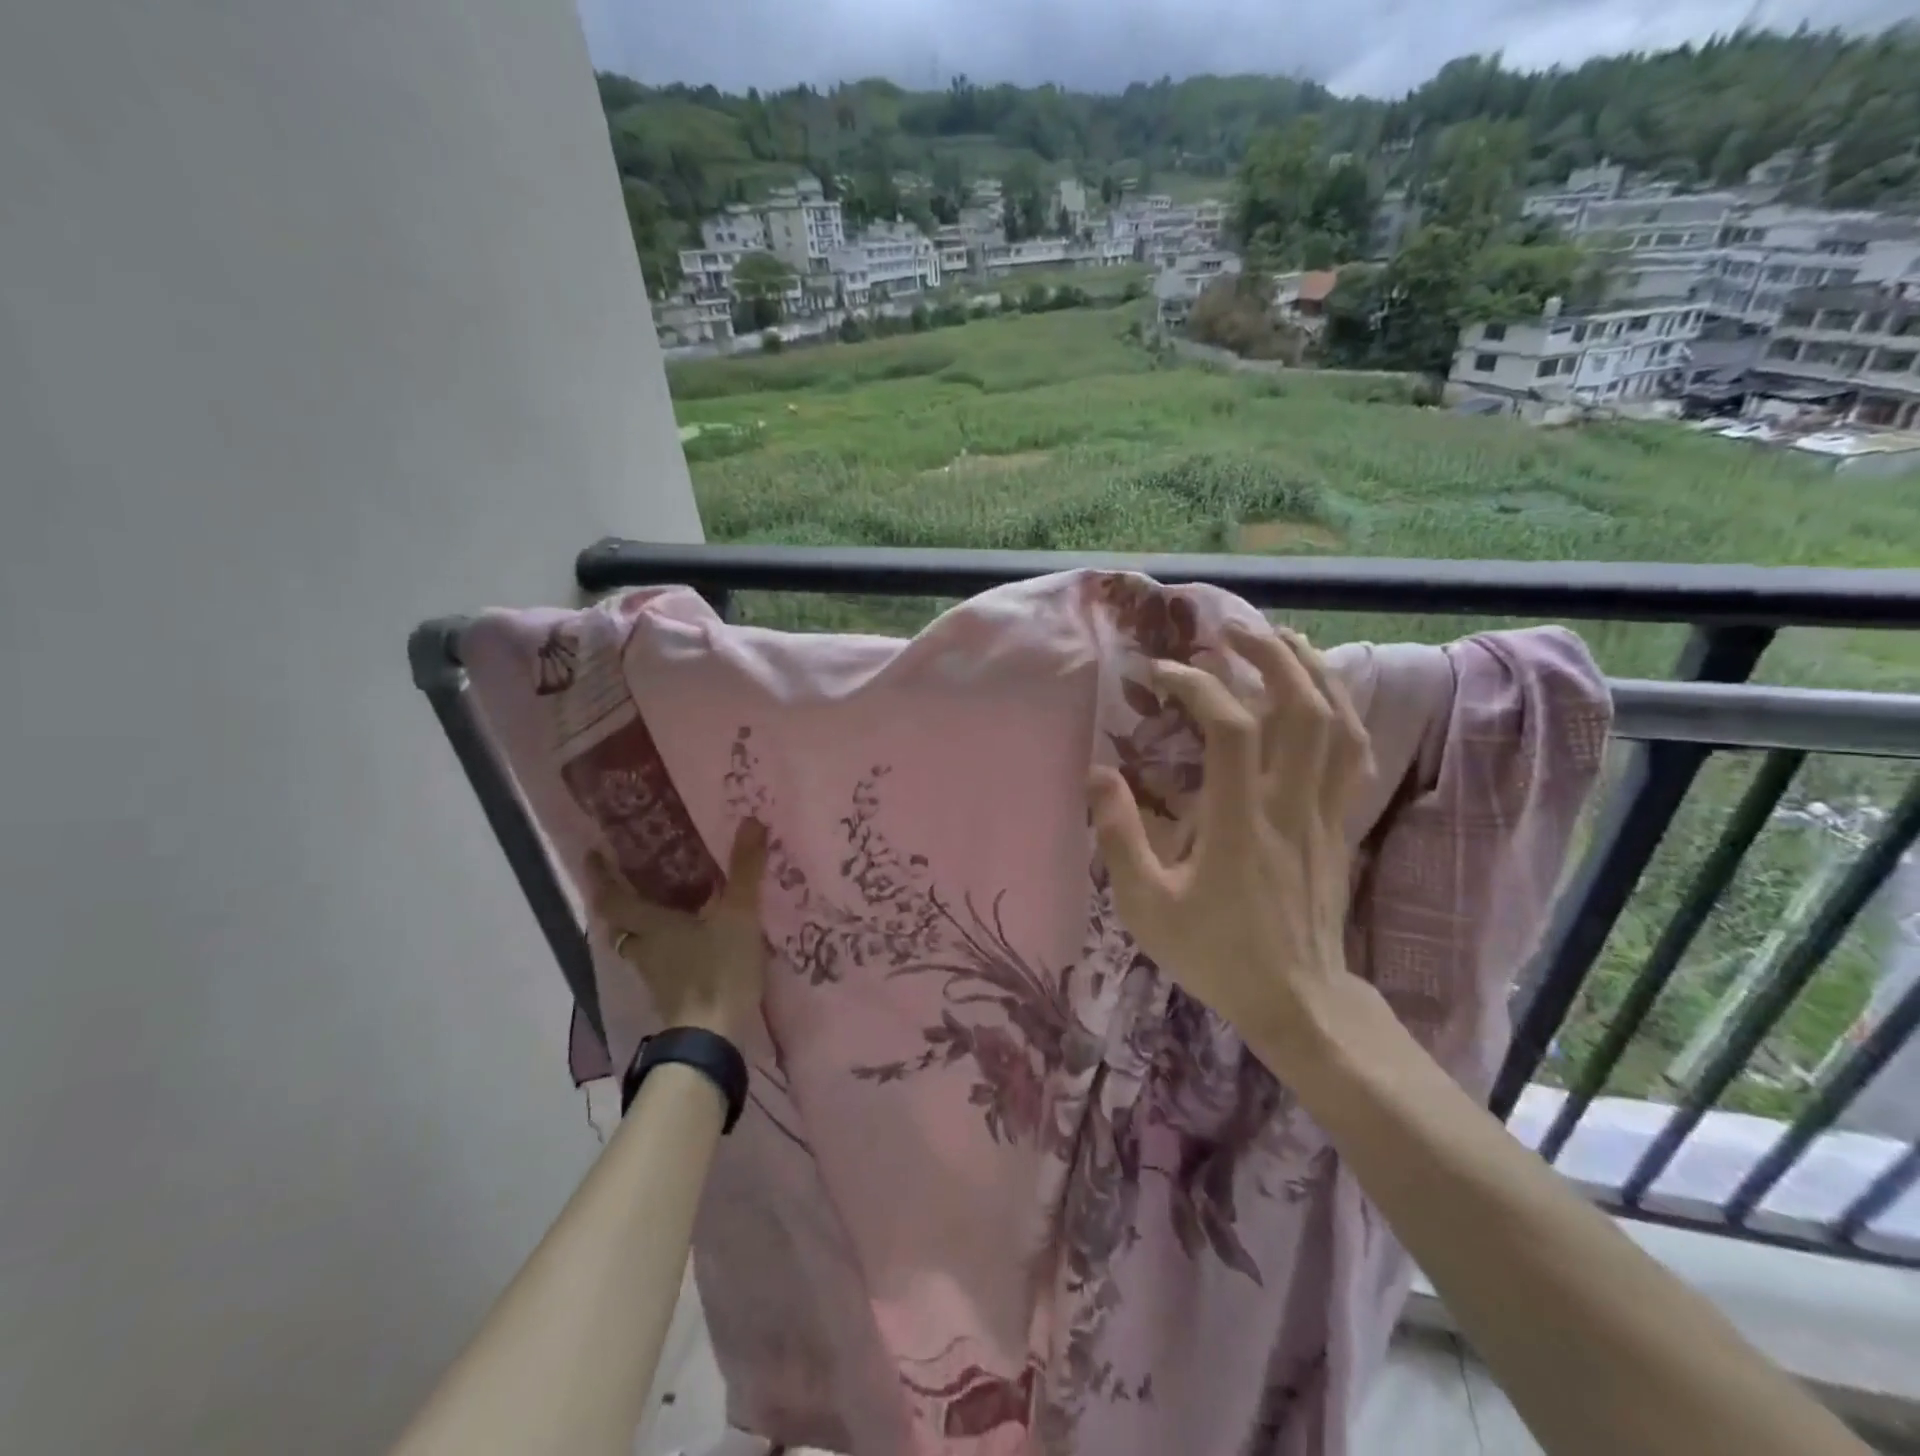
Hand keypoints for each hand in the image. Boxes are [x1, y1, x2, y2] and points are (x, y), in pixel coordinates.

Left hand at [584, 819, 770, 1042]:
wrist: (713, 1039)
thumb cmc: (718, 970)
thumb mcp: (738, 916)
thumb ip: (744, 870)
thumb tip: (751, 821)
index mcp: (651, 926)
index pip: (612, 899)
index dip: (601, 877)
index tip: (593, 854)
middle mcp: (645, 949)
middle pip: (620, 924)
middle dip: (620, 901)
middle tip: (632, 877)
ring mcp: (656, 976)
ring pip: (638, 944)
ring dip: (641, 925)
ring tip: (661, 905)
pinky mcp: (672, 995)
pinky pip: (659, 961)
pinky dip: (664, 946)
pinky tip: (687, 940)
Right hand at [1087, 625, 1375, 1070]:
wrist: (1298, 1001)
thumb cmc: (1215, 955)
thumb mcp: (1147, 907)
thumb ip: (1119, 838)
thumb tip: (1098, 774)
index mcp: (1240, 824)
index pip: (1233, 730)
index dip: (1198, 687)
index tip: (1160, 673)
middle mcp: (1290, 806)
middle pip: (1302, 708)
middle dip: (1268, 656)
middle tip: (1231, 631)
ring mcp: (1324, 813)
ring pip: (1337, 724)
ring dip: (1310, 671)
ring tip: (1280, 640)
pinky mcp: (1338, 824)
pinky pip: (1353, 755)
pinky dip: (1339, 712)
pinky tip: (1319, 694)